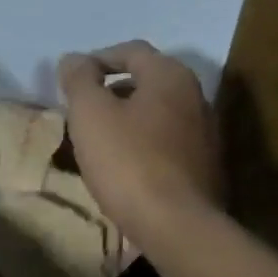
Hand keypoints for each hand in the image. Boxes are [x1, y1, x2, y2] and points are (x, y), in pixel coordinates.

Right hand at [57, 40, 221, 246]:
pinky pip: (167, 142)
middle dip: (112, 90)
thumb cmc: (129, 162)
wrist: (177, 226)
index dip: (97, 59)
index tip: (71, 80)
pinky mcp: (206, 166)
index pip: (131, 50)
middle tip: (83, 111)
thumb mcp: (91, 115)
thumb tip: (74, 59)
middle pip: (147, 81)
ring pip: (158, 113)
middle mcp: (196, 96)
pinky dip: (144, 144)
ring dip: (128, 119)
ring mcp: (206, 133)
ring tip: (100, 140)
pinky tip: (125, 167)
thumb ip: (79, 80)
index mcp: (171, 75)